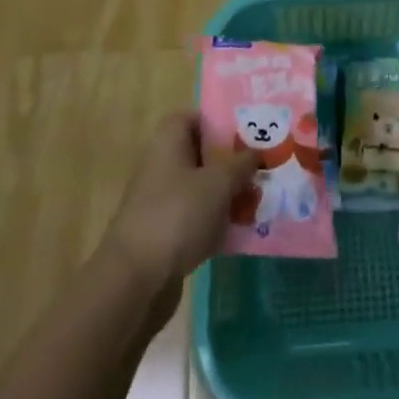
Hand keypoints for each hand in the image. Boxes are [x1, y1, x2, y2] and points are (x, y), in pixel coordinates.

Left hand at [102, 112, 256, 304]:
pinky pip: (197, 218)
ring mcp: (161, 202)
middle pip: (201, 155)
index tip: (247, 132)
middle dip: (231, 162)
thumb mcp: (218, 183)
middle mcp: (161, 166)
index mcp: (168, 143)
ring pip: (201, 188)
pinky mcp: (165, 234)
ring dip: (228, 194)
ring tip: (260, 199)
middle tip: (263, 167)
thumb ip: (241, 164)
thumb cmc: (177, 215)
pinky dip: (217, 222)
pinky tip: (242, 231)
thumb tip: (256, 152)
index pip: (192, 118)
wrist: (135, 280)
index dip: (218, 121)